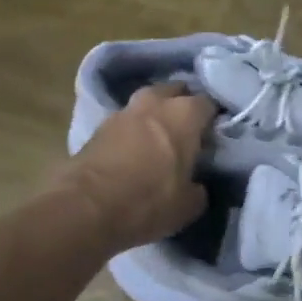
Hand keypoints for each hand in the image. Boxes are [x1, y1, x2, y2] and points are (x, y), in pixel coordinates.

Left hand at [65, 84, 216, 252]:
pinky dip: (133, 131)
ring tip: (161, 138)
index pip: (209, 104)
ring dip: (155, 115)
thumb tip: (196, 184)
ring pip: (147, 104)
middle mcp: (155, 103)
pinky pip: (125, 122)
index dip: (215, 119)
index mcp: (185, 114)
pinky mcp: (97, 127)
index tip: (216, 136)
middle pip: (175, 91)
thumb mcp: (188, 205)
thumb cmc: (148, 201)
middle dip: (183, 104)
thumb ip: (199, 188)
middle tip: (189, 130)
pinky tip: (136, 150)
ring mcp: (122, 112)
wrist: (84, 209)